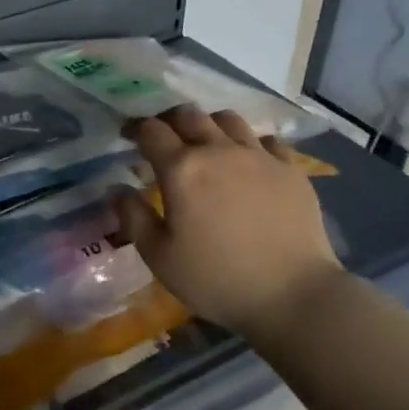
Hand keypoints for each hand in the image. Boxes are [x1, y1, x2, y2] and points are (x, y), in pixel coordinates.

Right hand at [114, 105, 345, 342]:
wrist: (293, 294)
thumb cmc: (216, 279)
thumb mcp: (159, 257)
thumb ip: (133, 217)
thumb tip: (116, 188)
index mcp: (182, 169)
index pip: (151, 130)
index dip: (135, 129)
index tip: (128, 138)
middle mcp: (219, 150)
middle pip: (189, 115)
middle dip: (170, 120)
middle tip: (164, 138)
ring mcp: (259, 156)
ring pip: (228, 119)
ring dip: (209, 126)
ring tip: (206, 145)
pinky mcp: (290, 169)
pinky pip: (265, 140)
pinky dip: (249, 144)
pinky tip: (248, 163)